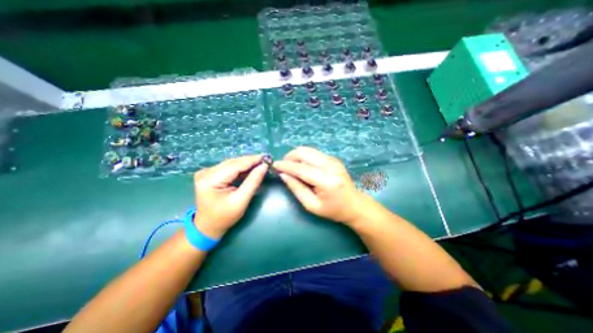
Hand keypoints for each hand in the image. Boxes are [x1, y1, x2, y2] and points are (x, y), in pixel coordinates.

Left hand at [194, 155, 267, 239]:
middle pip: (233, 163)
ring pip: (231, 164)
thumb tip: (264, 166)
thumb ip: (253, 182)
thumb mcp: (241, 201)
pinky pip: (229, 168)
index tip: (266, 158)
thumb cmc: (224, 217)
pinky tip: (250, 168)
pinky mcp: (210, 174)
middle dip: (250, 161)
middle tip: (265, 160)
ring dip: (246, 164)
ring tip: (260, 163)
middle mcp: (206, 172)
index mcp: (210, 180)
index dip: (252, 160)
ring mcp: (207, 172)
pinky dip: (241, 168)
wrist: (208, 226)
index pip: (235, 165)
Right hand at [273, 145, 368, 222]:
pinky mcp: (333, 159)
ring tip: (291, 167)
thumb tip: (283, 175)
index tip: (274, 165)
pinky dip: (304, 157)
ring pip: (308, 150)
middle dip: (290, 157)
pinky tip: (303, 167)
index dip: (286, 166)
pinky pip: (314, 153)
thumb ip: (296, 188)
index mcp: (327, 180)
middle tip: (283, 166)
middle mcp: (331, 165)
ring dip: (296, 156)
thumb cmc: (333, 210)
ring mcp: (333, 160)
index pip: (301, 168)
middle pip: (305, 152)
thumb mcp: (312, 205)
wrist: (354, 205)